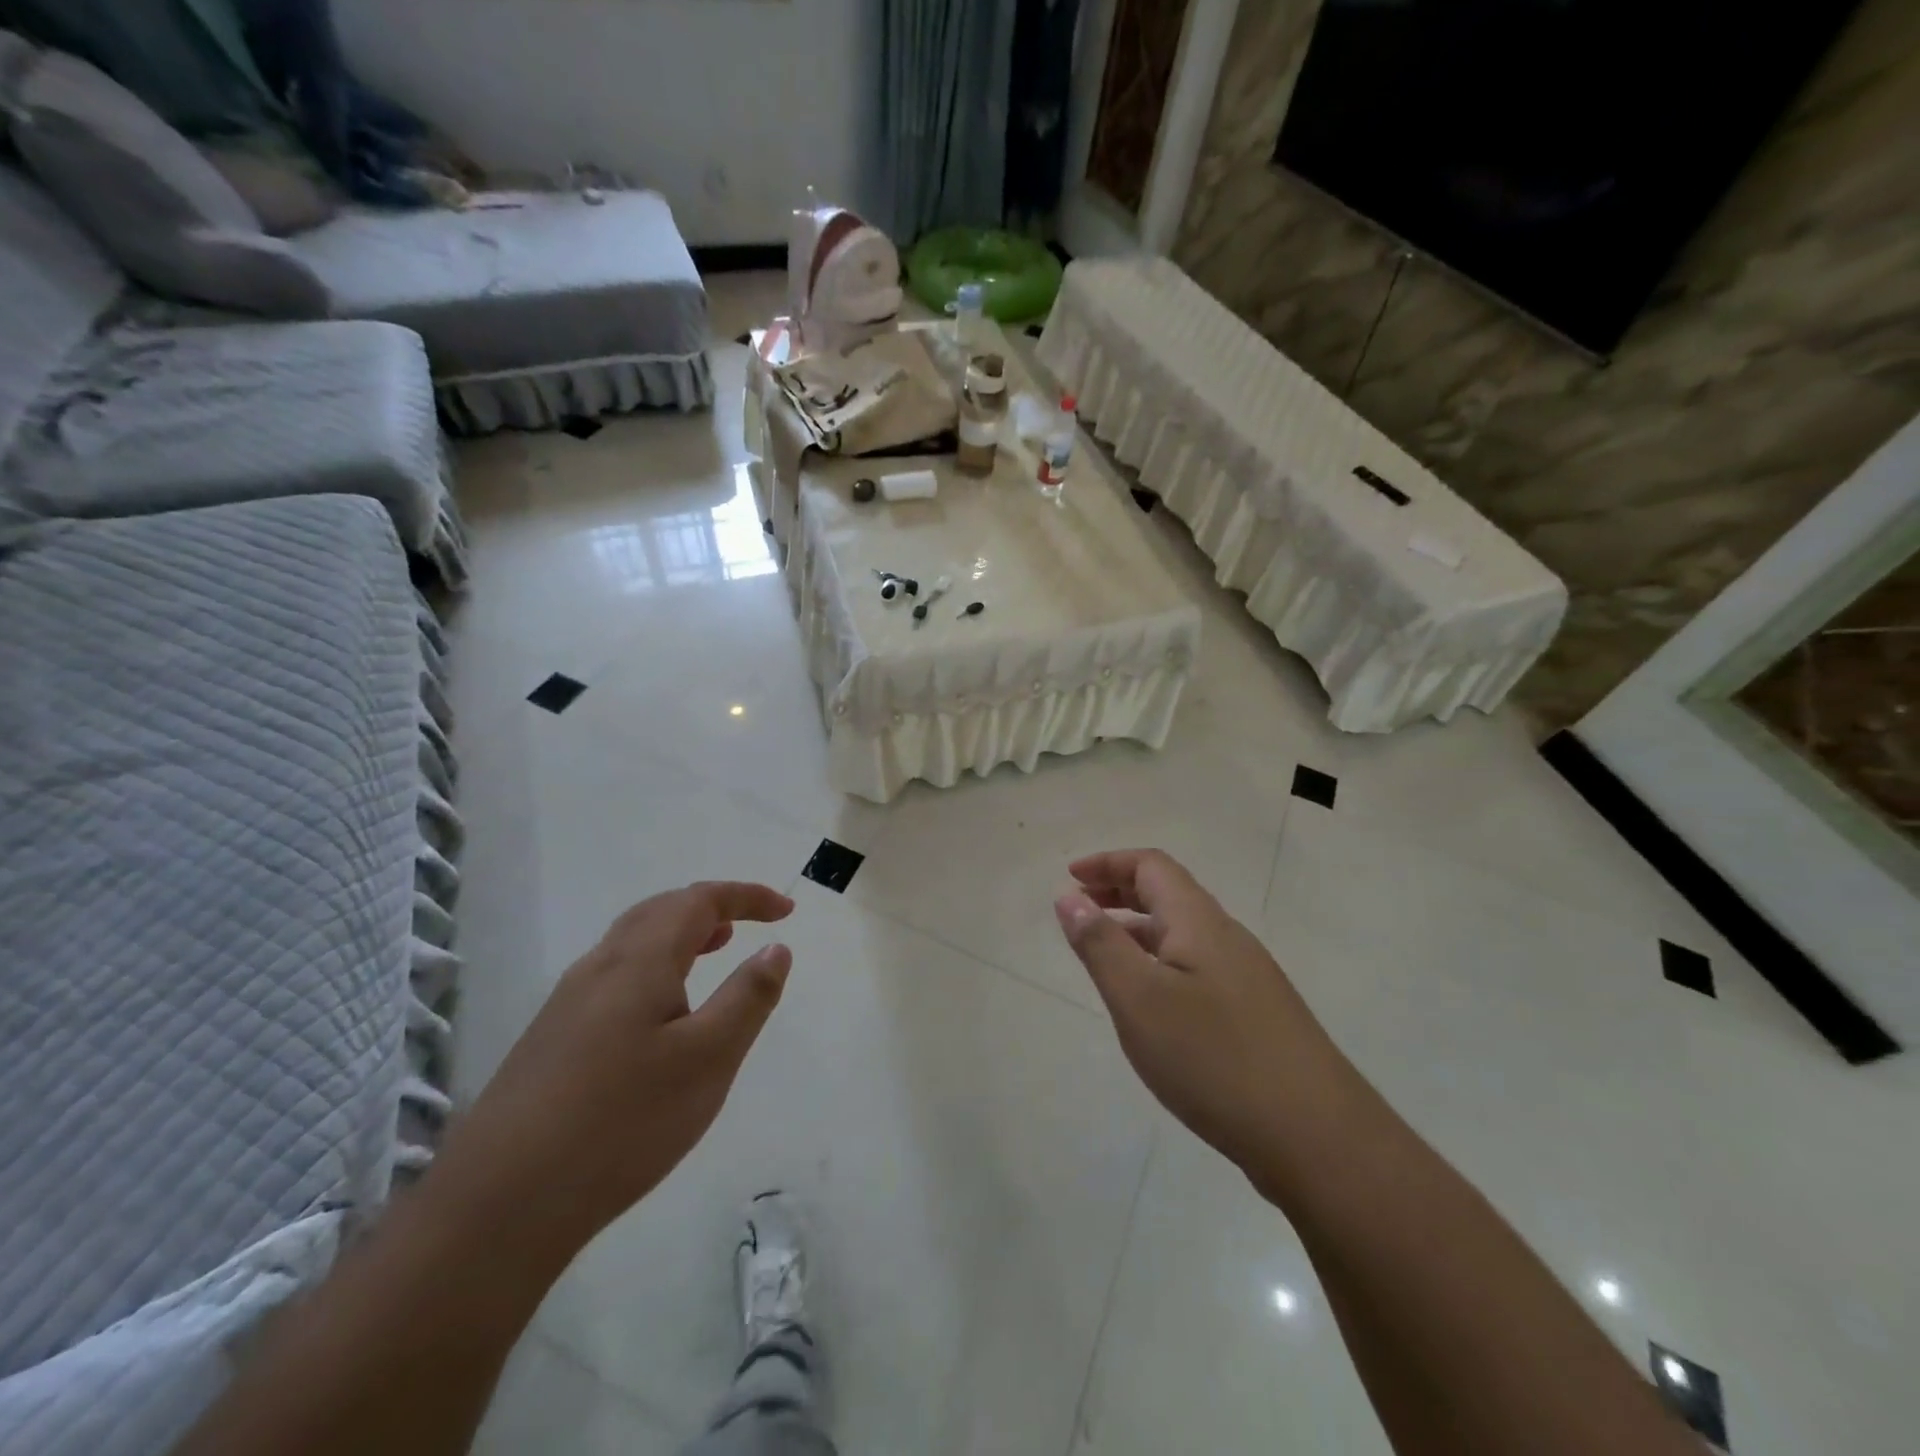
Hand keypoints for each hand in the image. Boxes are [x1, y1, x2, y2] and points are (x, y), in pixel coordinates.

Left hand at [432, 881, 794, 1261]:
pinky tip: (661, 1012)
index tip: (787, 910)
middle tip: (751, 923)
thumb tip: (775, 947)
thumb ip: (748, 997)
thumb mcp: (709, 1059)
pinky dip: (655, 966)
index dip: (746, 896)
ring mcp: (567, 1003)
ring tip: (714, 950)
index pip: (699, 901)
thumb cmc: (623, 1122)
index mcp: (639, 960)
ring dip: (680, 934)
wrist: (499, 1204)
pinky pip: (615, 975)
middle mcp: (599, 967)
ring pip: (633, 942)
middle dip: (711, 907)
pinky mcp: (552, 1038)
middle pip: (660, 910)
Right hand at [1054, 850, 1352, 1184]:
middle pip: (1169, 894)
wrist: (1317, 1138)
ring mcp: (1247, 977)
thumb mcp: (1139, 998)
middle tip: (1080, 906)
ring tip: (1103, 953)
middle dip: (1119, 891)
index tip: (1069, 876)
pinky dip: (1160, 963)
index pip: (1151, 865)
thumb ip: (1100, 944)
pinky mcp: (1256, 1015)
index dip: (1108, 862)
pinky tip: (1150, 1004)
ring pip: (1183, 934)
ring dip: (1138, 930)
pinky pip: (1196, 967)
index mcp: (1199, 921)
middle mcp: (1227, 938)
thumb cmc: (1214, 1058)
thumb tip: (1070, 897)